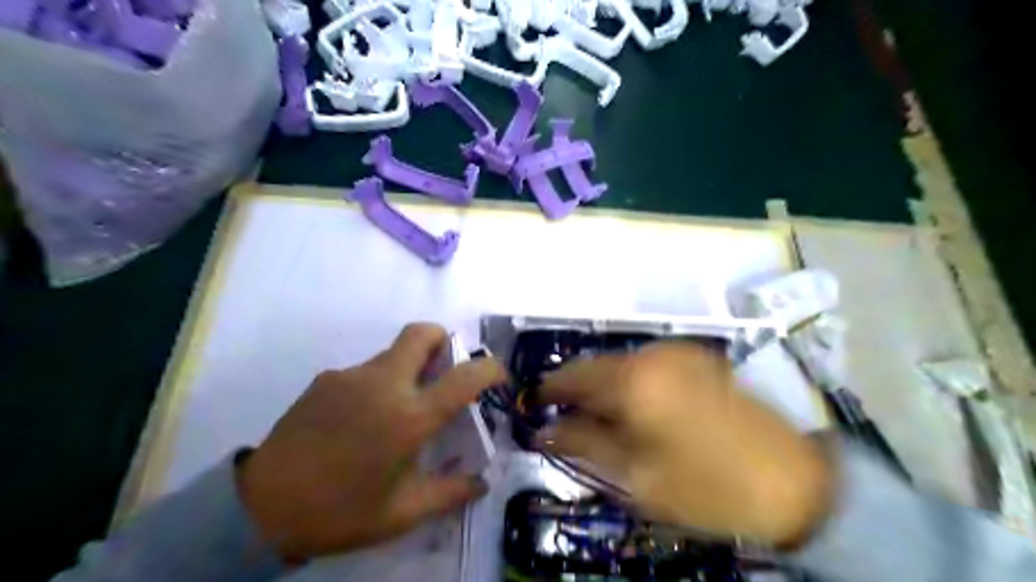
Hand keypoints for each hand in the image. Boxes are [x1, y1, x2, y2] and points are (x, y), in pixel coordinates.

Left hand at [236, 323, 507, 557]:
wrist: (259, 509)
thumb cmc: (341, 512)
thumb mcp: (402, 513)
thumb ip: (450, 493)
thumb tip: (482, 483)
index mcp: (409, 417)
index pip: (463, 377)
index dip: (489, 368)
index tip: (498, 373)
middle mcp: (383, 384)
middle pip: (421, 333)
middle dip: (443, 340)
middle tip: (446, 369)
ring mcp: (351, 376)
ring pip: (393, 353)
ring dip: (409, 368)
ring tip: (398, 411)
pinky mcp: (326, 379)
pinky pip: (365, 371)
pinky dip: (379, 383)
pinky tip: (362, 420)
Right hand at [539, 342, 836, 545]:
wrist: (794, 482)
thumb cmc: (707, 487)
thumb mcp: (637, 476)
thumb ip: (585, 444)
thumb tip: (543, 432)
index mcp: (635, 380)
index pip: (574, 376)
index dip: (549, 390)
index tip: (531, 405)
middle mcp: (653, 354)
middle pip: (597, 364)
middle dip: (575, 388)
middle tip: (560, 416)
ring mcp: (679, 352)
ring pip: (622, 362)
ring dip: (603, 385)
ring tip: (595, 416)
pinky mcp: (698, 358)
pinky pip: (647, 363)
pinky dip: (629, 380)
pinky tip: (632, 406)